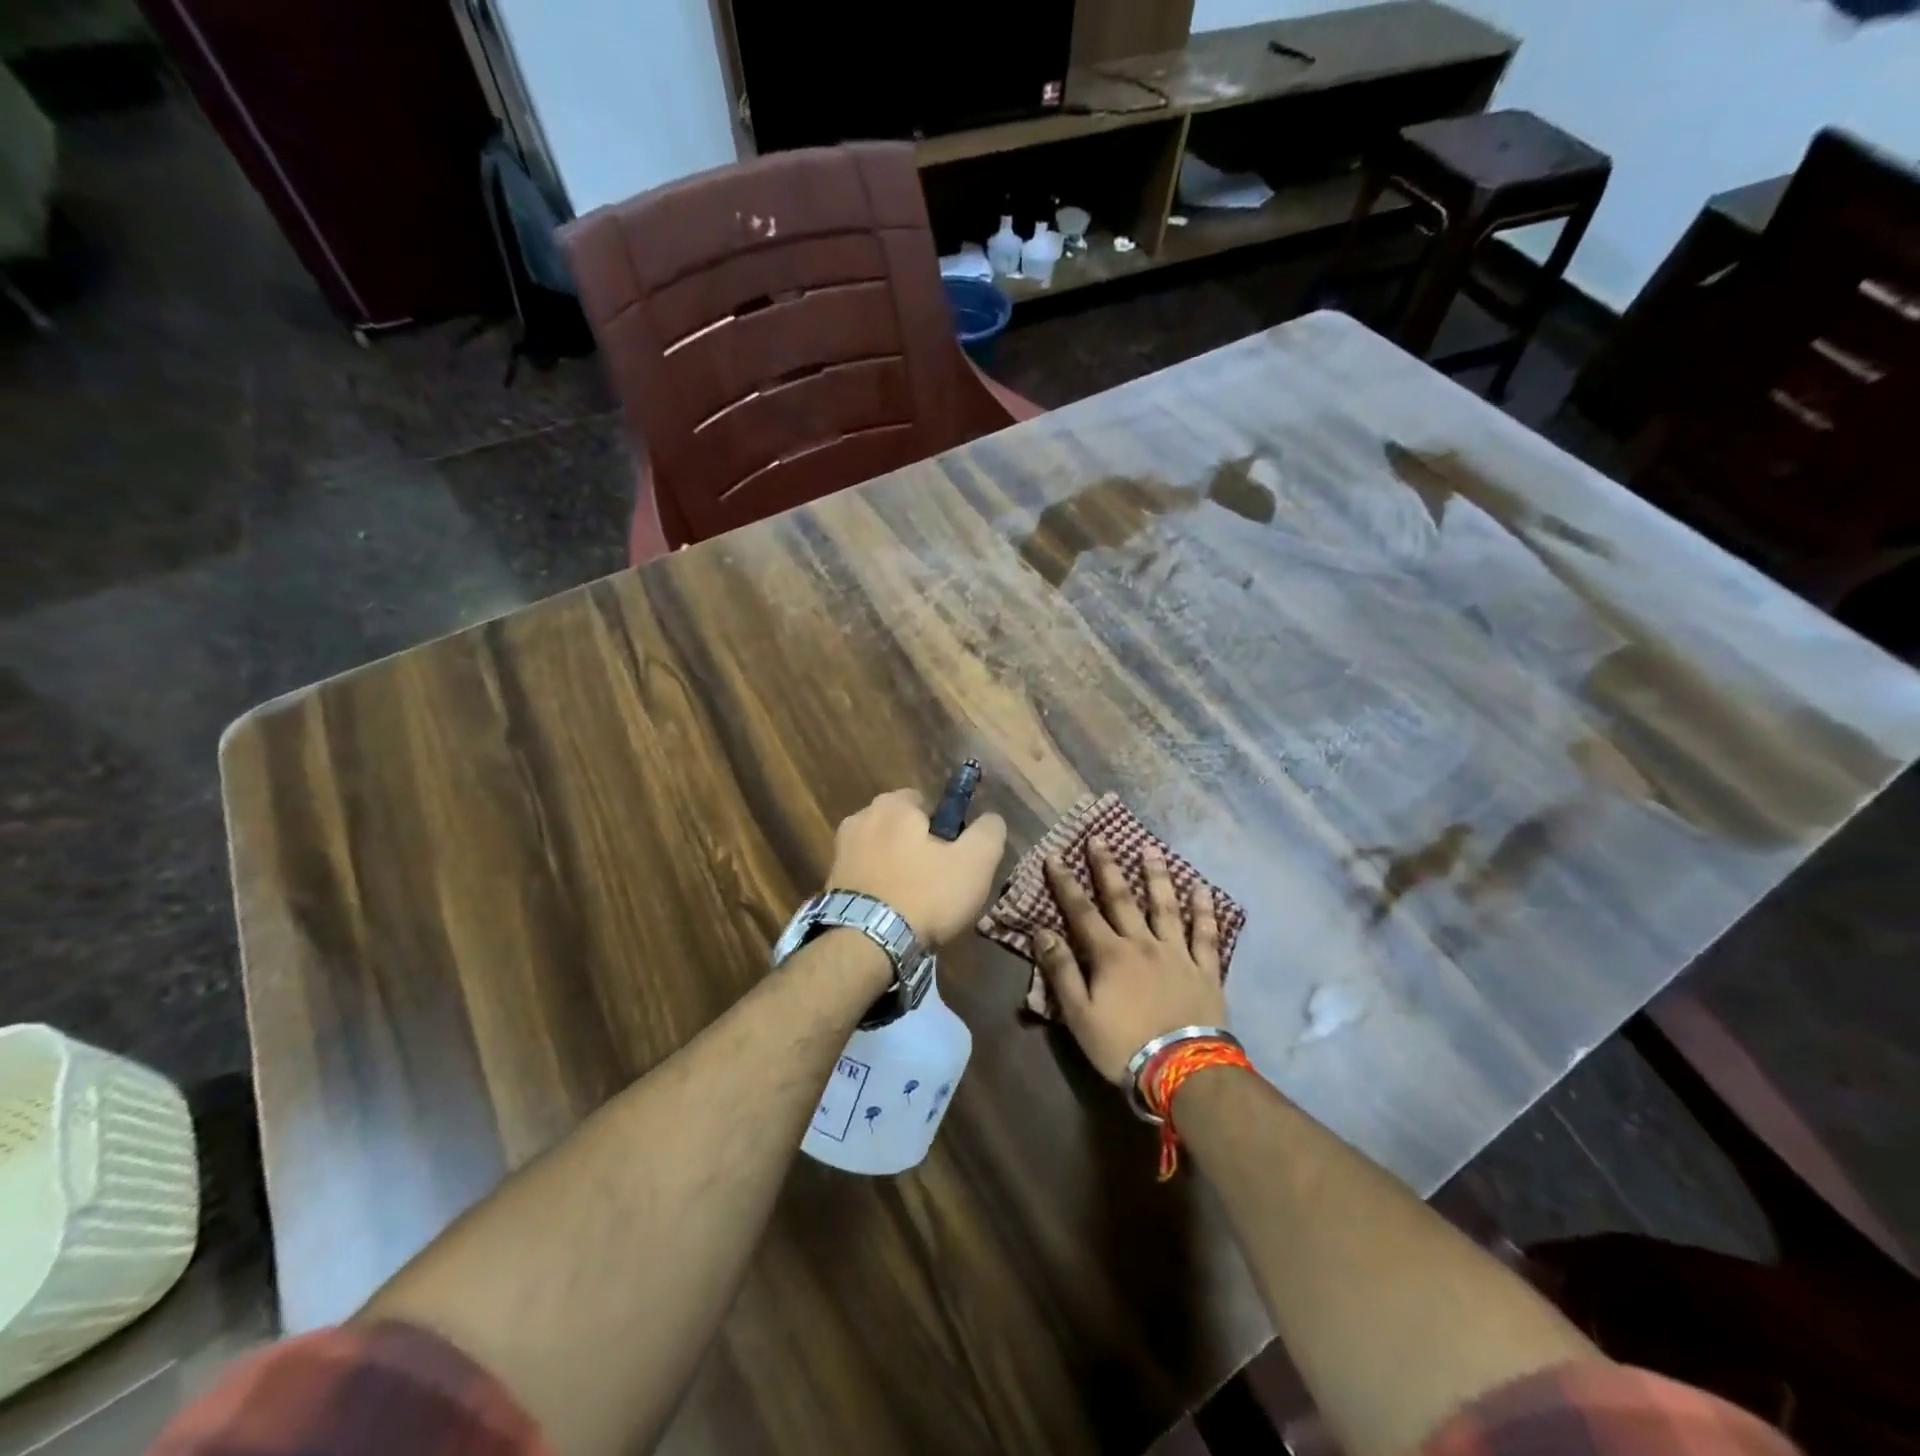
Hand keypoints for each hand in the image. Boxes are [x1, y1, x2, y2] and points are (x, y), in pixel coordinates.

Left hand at [827, 788, 1007, 946]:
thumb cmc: (925, 895)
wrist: (866, 944)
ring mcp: (840, 851)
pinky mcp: (830, 882)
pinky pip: (865, 876)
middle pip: (901, 827)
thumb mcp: (975, 862)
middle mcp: (860, 818)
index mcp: (893, 804)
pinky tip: (890, 913)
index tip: (953, 857)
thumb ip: (988, 831)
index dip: (945, 829)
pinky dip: (878, 888)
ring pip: (881, 851)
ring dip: (896, 868)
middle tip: (937, 883)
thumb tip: (990, 819)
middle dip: (917, 847)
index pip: (926, 802)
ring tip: (913, 904)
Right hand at [1035, 838, 1225, 1083]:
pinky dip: (1204, 910)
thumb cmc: (1123, 1045)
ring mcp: (1177, 954)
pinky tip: (1202, 889)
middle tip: (1100, 838)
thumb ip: (1061, 971)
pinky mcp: (1205, 970)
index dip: (1066, 883)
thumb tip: (1042, 931)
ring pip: (1166, 907)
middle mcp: (1143, 943)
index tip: (1055, 856)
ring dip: (1156, 877)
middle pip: (1122, 899)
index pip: (1081, 911)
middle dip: (1107, 867)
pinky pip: (1206, 934)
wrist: (1183, 1070)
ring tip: (1150, 850)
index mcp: (1110, 955)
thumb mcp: (1079, 1014)